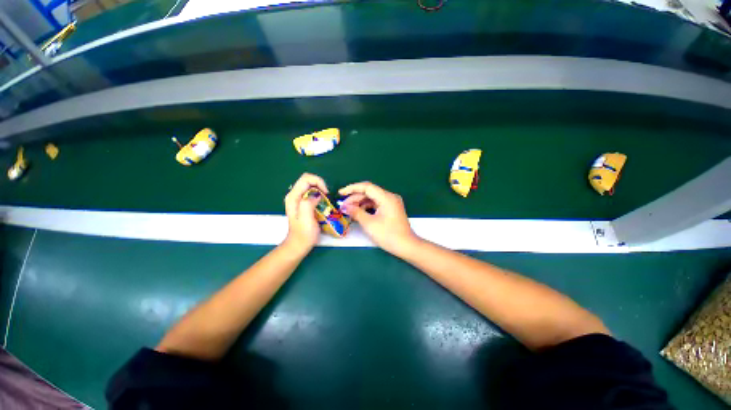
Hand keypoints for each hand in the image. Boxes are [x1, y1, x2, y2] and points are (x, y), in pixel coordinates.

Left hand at [283, 173, 327, 252]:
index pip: (306, 178)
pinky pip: (312, 193)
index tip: (326, 192)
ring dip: (320, 190)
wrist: (299, 244)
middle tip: (327, 196)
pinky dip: (320, 195)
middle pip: (308, 180)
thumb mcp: (306, 219)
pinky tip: (323, 203)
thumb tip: (317, 195)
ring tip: (326, 200)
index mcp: (293, 197)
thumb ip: (308, 203)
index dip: (318, 182)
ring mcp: (298, 199)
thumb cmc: (303, 233)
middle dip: (320, 185)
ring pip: (311, 186)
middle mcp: (294, 195)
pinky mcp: (303, 203)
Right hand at [339, 182, 418, 255]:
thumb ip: (356, 212)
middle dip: (355, 198)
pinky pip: (377, 204)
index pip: (367, 187)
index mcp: (386, 197)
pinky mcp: (391, 209)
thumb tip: (345, 206)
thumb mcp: (369, 224)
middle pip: (369, 192)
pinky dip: (367, 207)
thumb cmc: (388, 235)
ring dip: (360, 203)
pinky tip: (359, 212)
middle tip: (343, 206)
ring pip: (372, 198)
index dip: (352, 188)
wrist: (406, 246)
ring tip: (349, 210)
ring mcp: (392, 203)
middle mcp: (390, 197)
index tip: (340, 193)